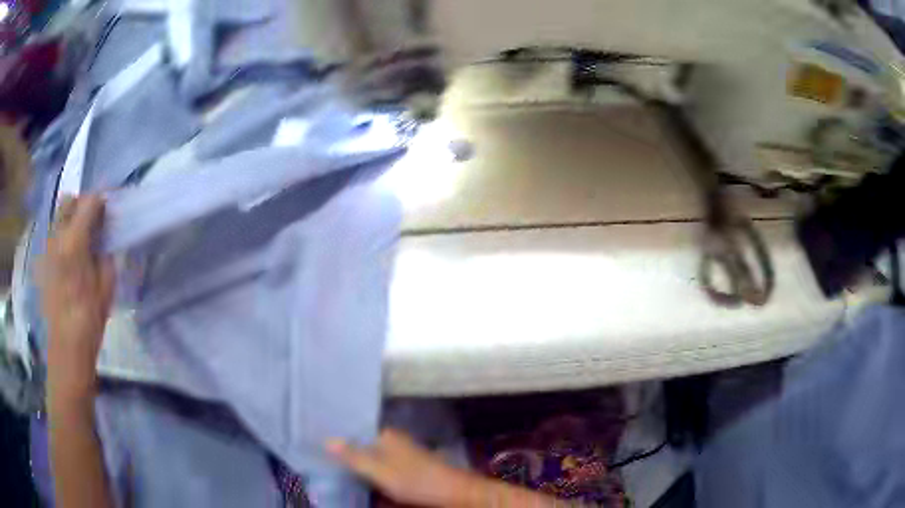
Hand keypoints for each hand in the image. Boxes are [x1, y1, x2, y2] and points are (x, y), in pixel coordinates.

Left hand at [39, 196, 114, 404]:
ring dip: (71, 220)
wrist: (67, 346)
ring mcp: (47, 248)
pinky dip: (63, 237)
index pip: (89, 201)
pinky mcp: (43, 261)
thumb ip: (104, 253)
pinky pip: (53, 236)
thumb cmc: (90, 318)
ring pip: (58, 217)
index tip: (109, 214)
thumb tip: (103, 240)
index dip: (101, 203)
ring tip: (80, 242)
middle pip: (69, 200)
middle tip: (93, 224)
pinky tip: (69, 259)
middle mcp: (57, 237)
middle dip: (82, 205)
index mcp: (74, 241)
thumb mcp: (106, 285)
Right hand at [327, 429, 477, 507]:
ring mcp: (401, 455)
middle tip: (318, 455)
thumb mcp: (380, 470)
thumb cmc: (415, 479)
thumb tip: (327, 439)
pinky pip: (380, 468)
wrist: (453, 493)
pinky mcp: (406, 469)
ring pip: (370, 456)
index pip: (354, 429)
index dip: (336, 435)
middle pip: (361, 443)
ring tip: (331, 466)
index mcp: (385, 435)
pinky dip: (369, 472)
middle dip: (344, 450)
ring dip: (356, 462)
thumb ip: (354, 456)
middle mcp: (392, 441)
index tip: (315, 438)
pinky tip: (357, 478)